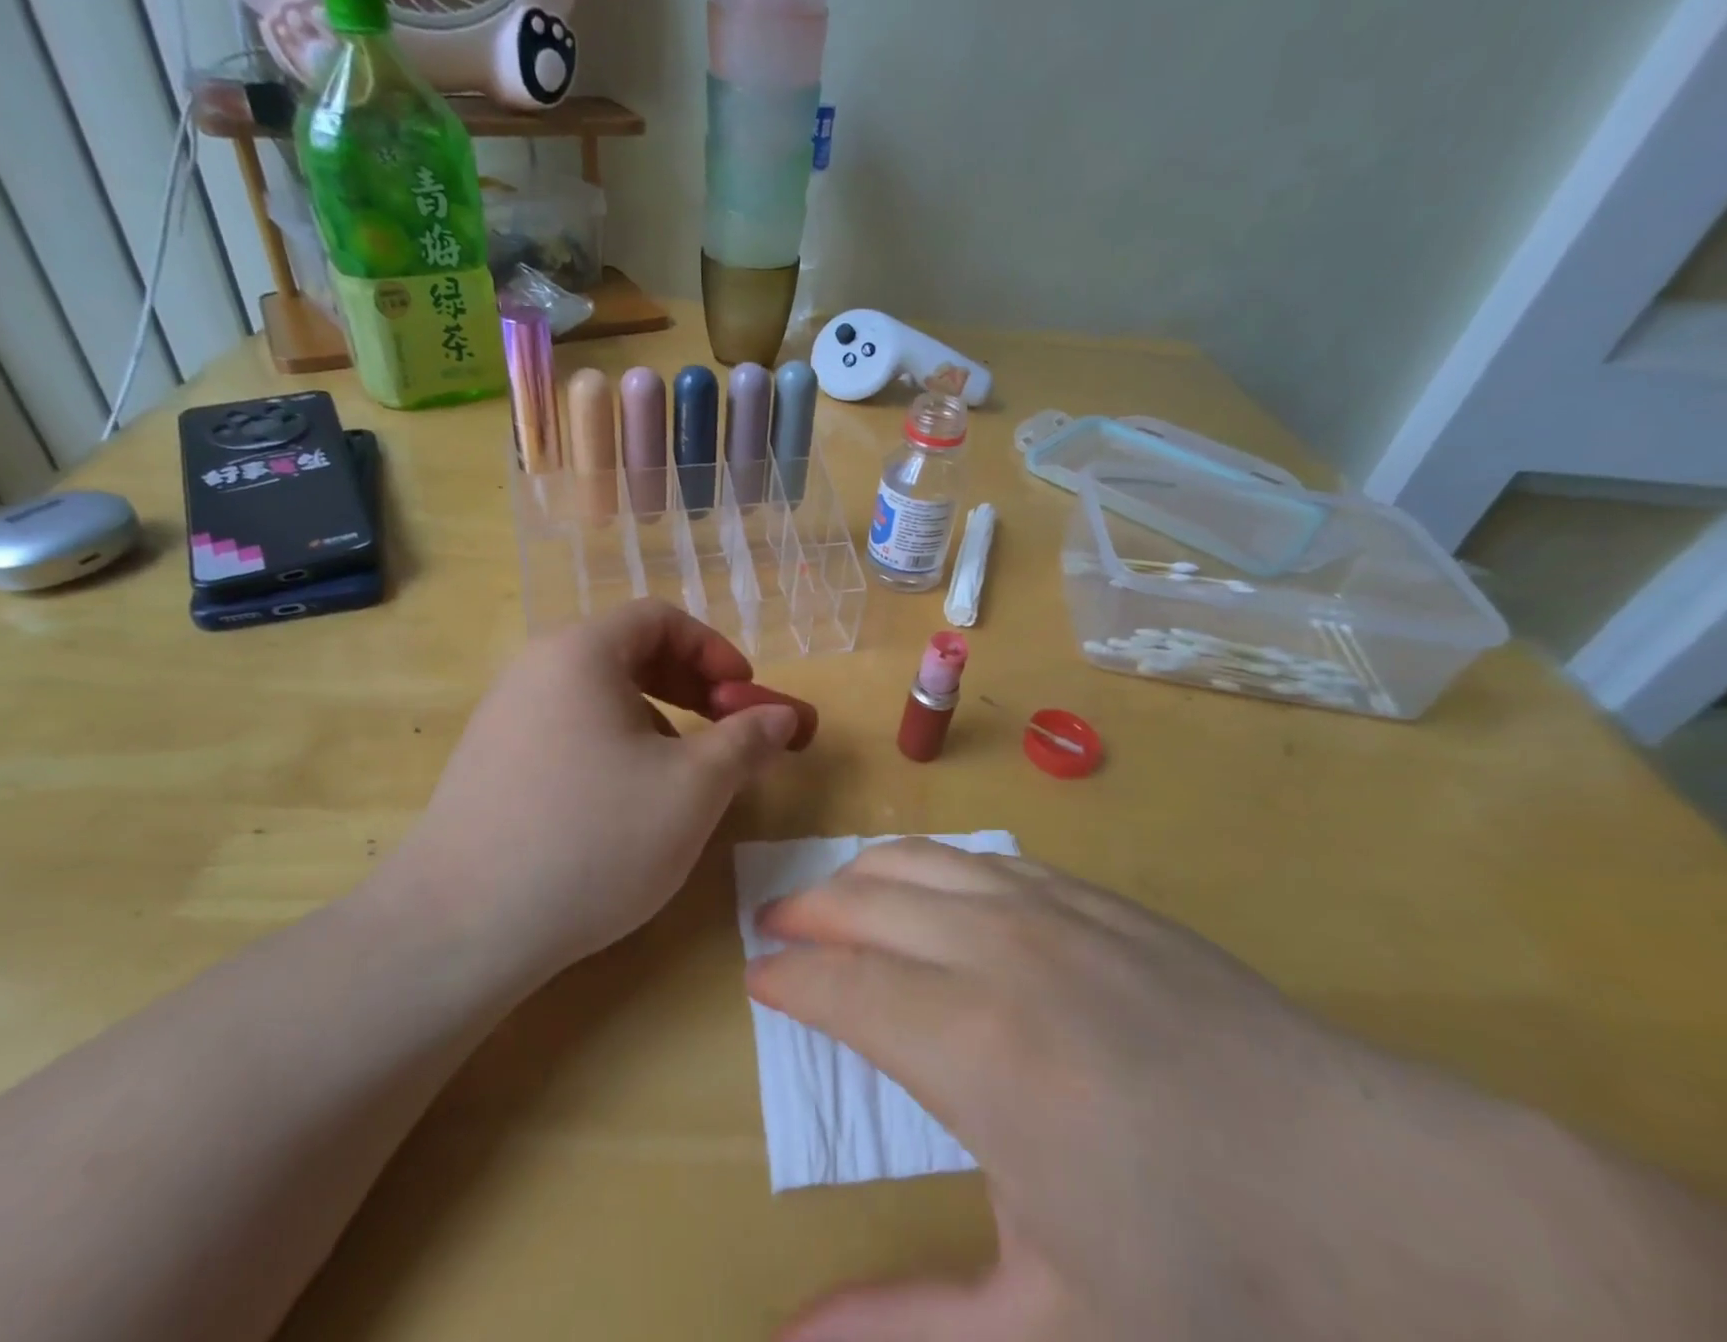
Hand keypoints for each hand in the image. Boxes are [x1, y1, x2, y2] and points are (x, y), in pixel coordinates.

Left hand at [379, 601, 800, 985]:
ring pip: (600, 697)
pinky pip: (569, 731)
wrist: (460, 929)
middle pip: (628, 653)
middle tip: (725, 729)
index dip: (715, 650)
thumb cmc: (594, 839)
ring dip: (656, 720)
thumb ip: (747, 740)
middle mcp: (536, 669)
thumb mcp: (693, 788)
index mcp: (581, 652)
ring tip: (680, 776)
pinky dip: (614, 747)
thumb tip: (783, 716)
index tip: (747, 694)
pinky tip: (624, 806)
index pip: (661, 619)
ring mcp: (504, 717)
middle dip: (691, 686)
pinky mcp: (490, 764)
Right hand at [748, 840, 1722, 1340]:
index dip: (788, 977)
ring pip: (926, 861)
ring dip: (867, 872)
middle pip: (869, 901)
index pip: (839, 984)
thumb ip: (906, 1334)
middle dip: (811, 910)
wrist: (1397, 1204)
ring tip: (838, 894)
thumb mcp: (1053, 1335)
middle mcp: (998, 952)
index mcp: (971, 1046)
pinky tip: (938, 887)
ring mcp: (1057, 912)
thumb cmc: (1219, 1282)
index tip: (757, 979)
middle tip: (778, 926)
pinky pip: (991, 860)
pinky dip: (938, 864)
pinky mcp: (1106, 902)